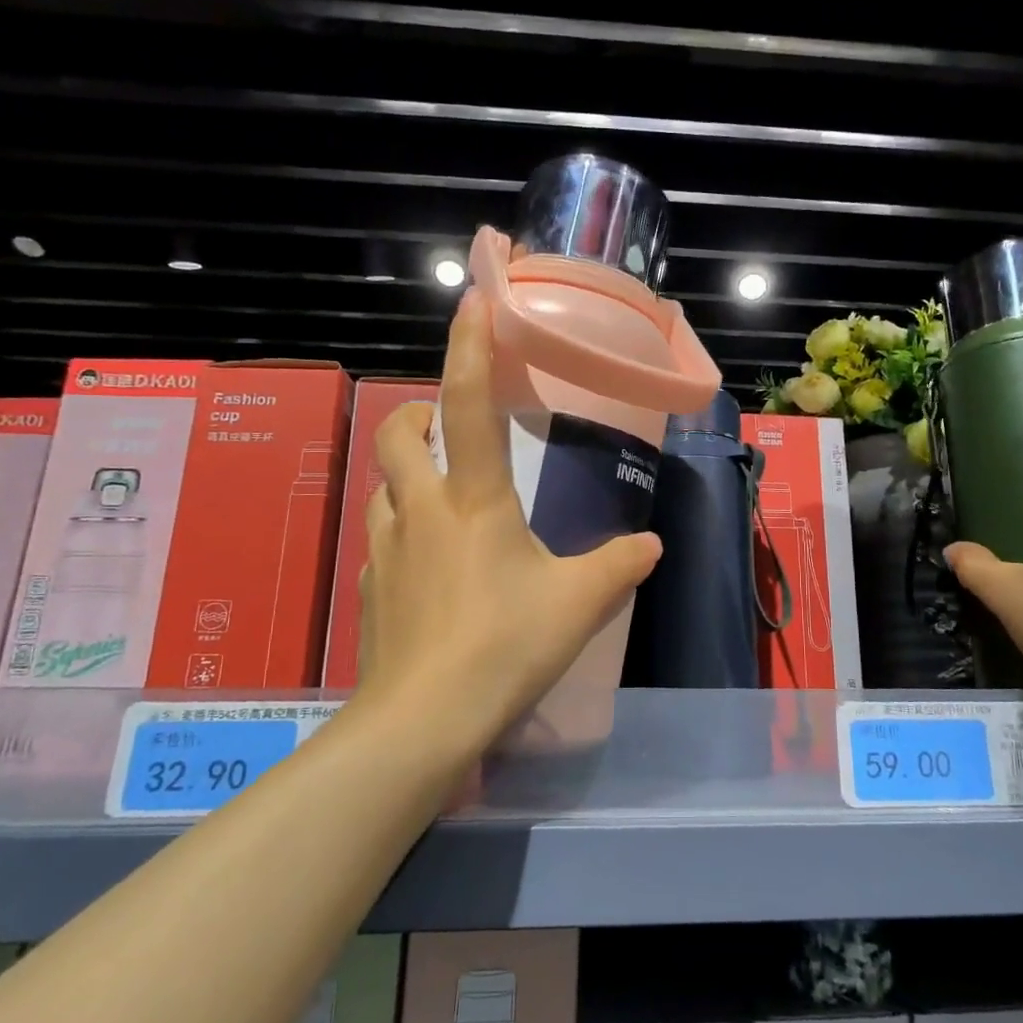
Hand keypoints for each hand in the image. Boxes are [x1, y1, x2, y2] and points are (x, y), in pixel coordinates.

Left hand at [356, 289, 662, 744]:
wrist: (423, 721)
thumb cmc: (505, 646)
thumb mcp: (578, 604)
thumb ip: (619, 566)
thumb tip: (651, 545)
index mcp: (473, 500)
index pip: (466, 405)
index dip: (469, 347)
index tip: (472, 301)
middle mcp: (421, 510)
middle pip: (397, 433)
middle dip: (418, 412)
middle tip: (447, 425)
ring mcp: (386, 550)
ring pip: (383, 486)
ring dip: (407, 473)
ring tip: (441, 494)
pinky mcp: (372, 589)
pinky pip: (382, 539)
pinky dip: (402, 529)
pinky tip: (429, 563)